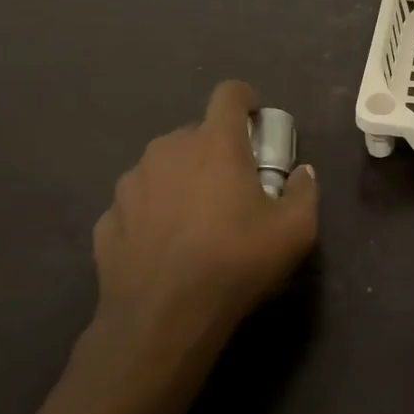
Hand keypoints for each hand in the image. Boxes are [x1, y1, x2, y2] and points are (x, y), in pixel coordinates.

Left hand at [90, 80, 319, 374]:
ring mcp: (131, 182)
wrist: (161, 319)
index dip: (246, 100)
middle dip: (216, 150)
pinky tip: (164, 248)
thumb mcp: (294, 232)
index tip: (256, 123)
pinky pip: (138, 203)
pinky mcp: (108, 217)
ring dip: (182, 180)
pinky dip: (153, 214)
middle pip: (197, 133)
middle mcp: (168, 149)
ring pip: (164, 166)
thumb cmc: (234, 263)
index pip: (229, 94)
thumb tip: (302, 174)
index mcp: (214, 143)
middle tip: (233, 188)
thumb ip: (304, 192)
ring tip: (195, 222)